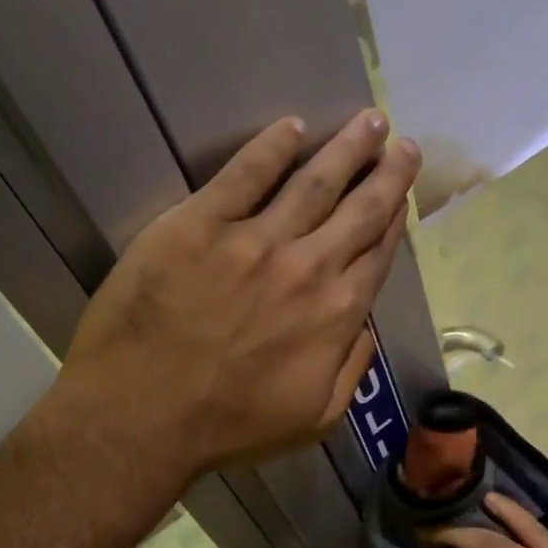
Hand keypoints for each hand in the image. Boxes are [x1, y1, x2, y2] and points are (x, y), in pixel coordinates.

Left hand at [59, 110, 420, 480]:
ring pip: (314, 182)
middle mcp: (308, 267)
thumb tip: (364, 328)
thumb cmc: (230, 427)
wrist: (143, 417)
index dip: (395, 219)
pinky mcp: (200, 224)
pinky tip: (292, 127)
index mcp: (337, 314)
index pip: (377, 253)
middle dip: (387, 172)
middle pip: (360, 209)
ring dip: (346, 148)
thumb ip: (351, 370)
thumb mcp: (315, 419)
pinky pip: (245, 174)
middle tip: (400, 141)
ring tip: (367, 120)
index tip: (403, 193)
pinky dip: (272, 147)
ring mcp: (255, 240)